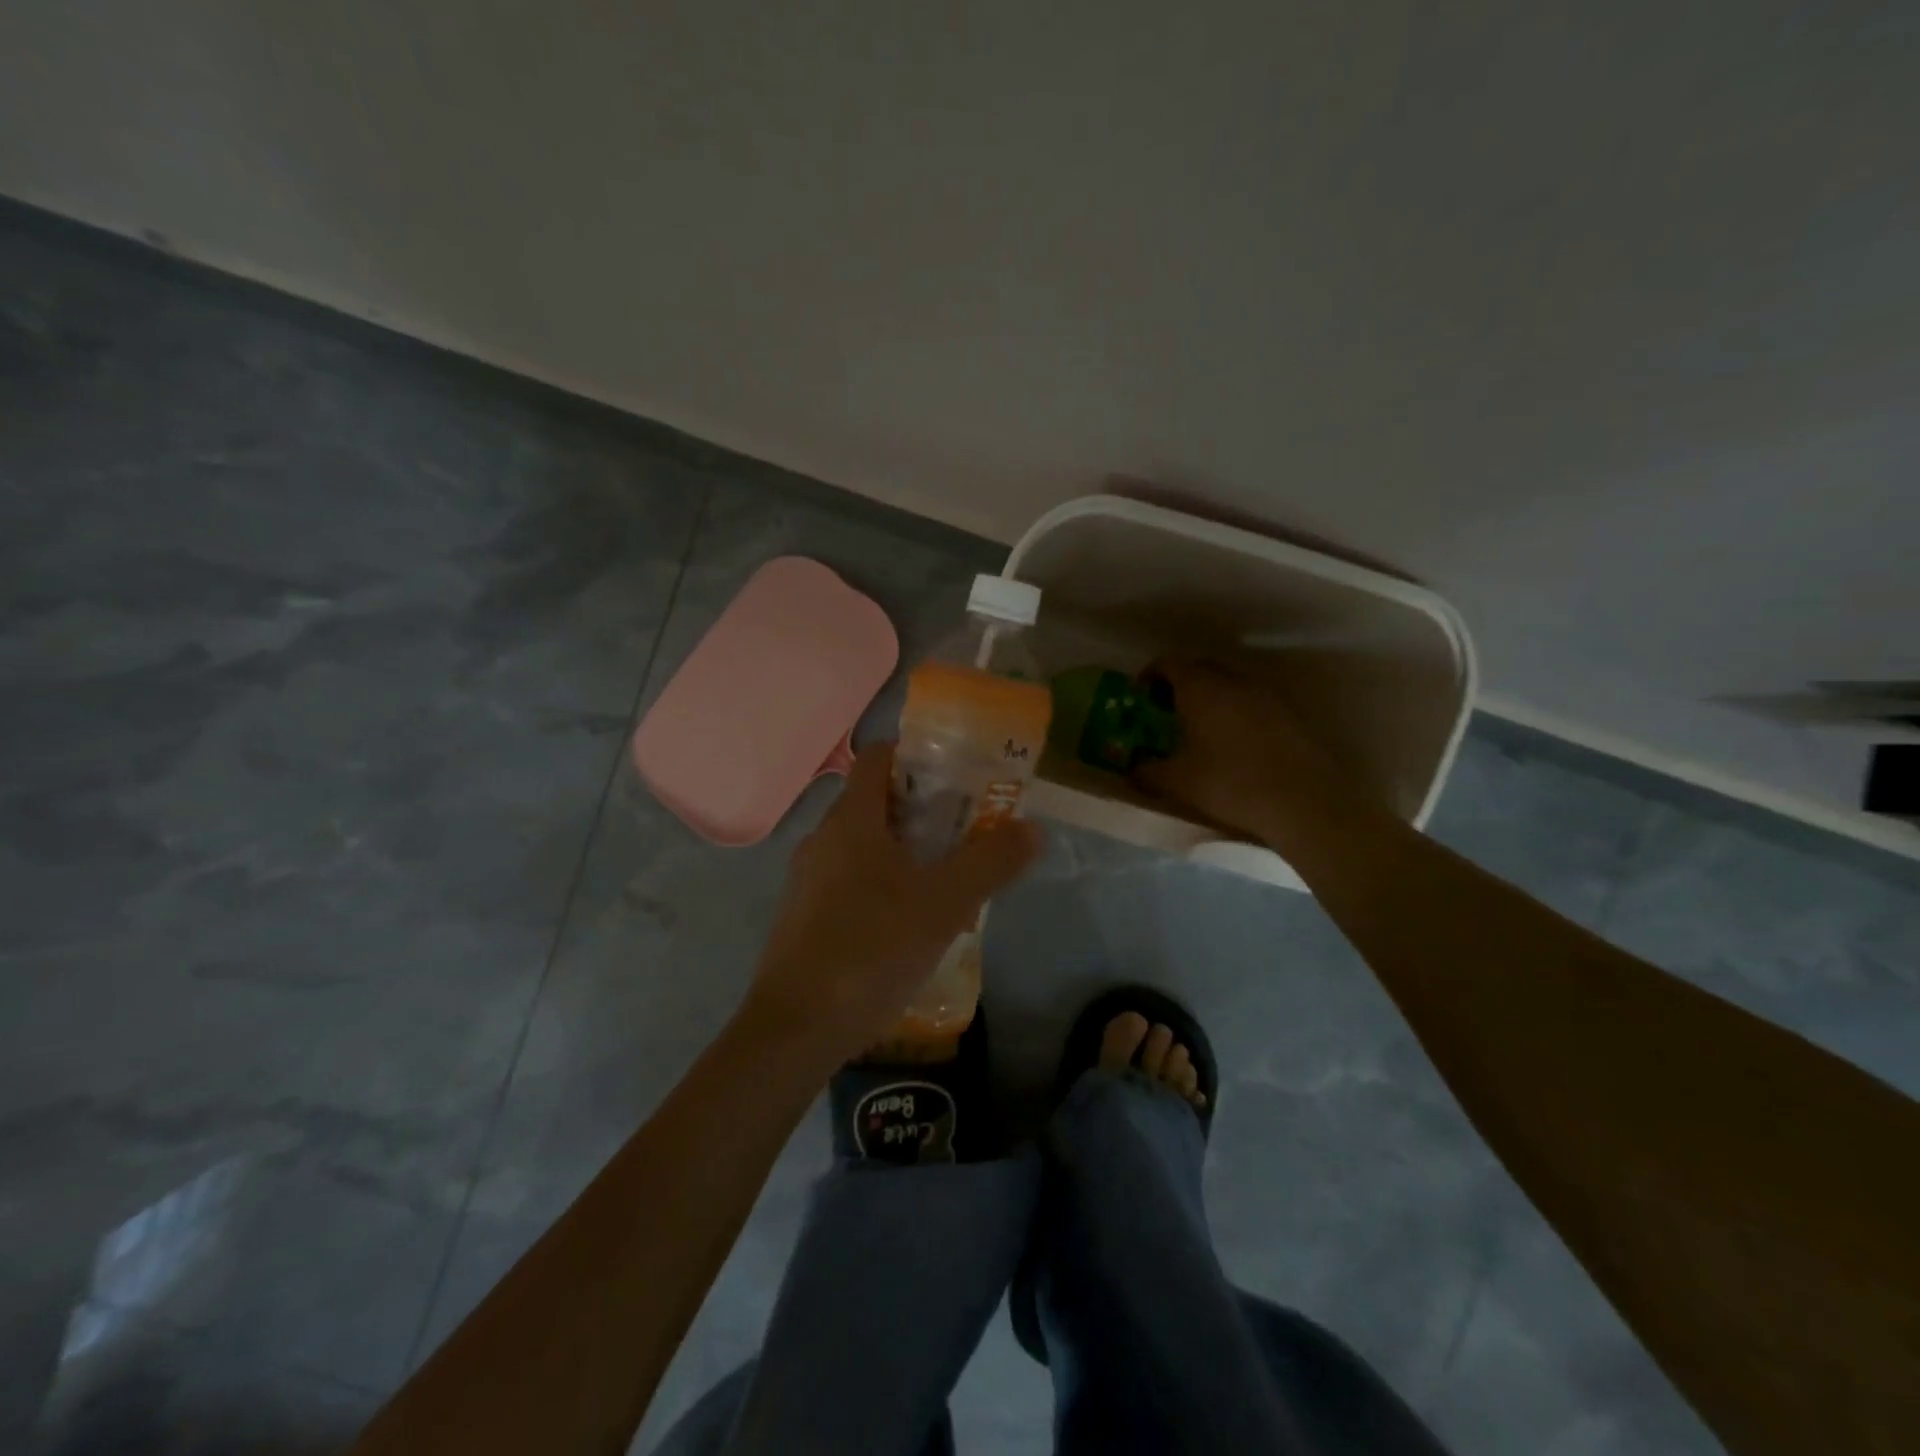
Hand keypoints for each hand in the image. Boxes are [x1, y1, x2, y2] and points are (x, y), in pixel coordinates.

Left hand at [745, 741, 1042, 1063]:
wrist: (796, 1029)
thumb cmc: (872, 949)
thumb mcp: (945, 904)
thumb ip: (991, 862)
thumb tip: (1031, 828)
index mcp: (851, 820)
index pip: (879, 757)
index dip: (918, 756)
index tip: (958, 777)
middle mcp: (823, 839)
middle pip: (876, 802)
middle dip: (923, 809)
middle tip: (967, 831)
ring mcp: (808, 879)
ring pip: (863, 846)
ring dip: (905, 851)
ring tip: (947, 880)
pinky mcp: (804, 917)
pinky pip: (850, 881)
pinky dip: (882, 885)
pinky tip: (909, 924)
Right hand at [1134, 657, 1361, 847]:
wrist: (1304, 802)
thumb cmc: (1230, 784)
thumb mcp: (1178, 782)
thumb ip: (1148, 772)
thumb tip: (1131, 770)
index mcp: (1201, 688)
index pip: (1169, 663)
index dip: (1151, 675)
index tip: (1141, 696)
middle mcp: (1234, 681)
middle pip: (1201, 669)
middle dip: (1180, 685)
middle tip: (1167, 712)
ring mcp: (1267, 695)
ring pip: (1230, 685)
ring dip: (1211, 698)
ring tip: (1200, 729)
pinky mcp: (1291, 713)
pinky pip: (1253, 702)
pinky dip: (1237, 712)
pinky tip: (1234, 743)